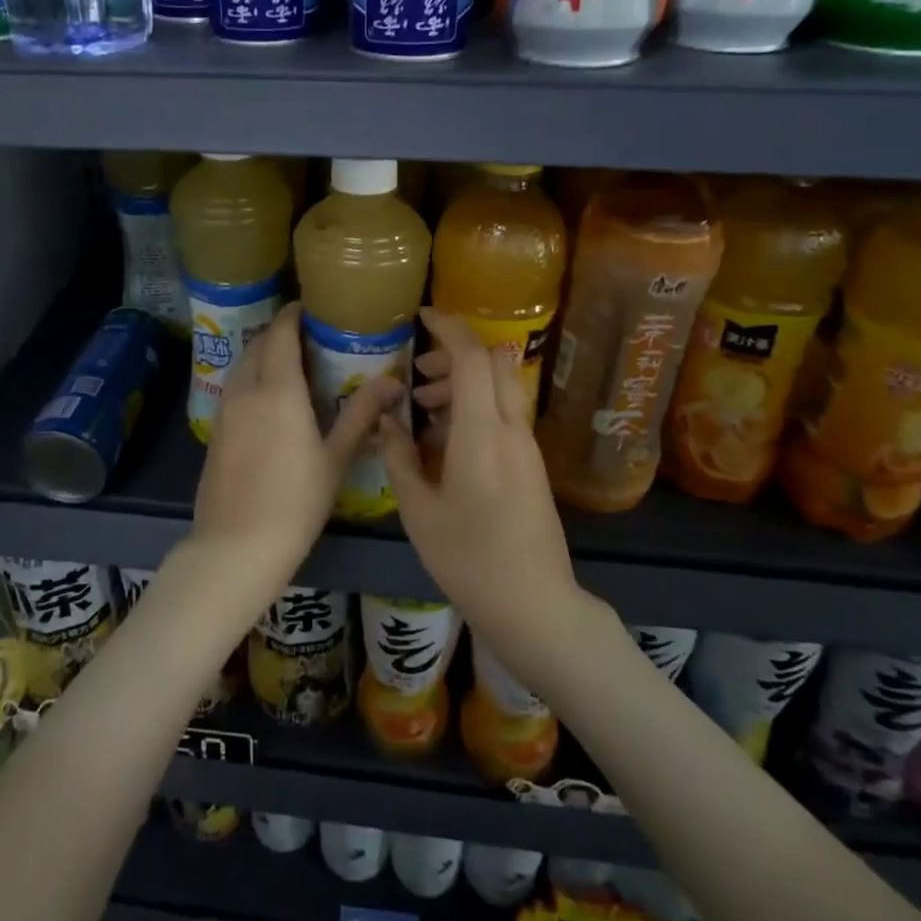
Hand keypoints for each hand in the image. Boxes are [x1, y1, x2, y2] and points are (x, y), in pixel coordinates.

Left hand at [191, 302, 401, 593]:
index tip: (308, 307)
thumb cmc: (296, 502)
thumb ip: (361, 415)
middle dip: (277, 333)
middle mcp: (246, 390)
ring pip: (241, 366)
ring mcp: (225, 411)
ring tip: (287, 363)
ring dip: (260, 354)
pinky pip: (233, 388)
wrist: (236, 546)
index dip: (292, 316)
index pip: (280, 335)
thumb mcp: (335, 458)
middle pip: (257, 345)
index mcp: (278, 390)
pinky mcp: (215, 432)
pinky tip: (266, 398)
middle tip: (305, 336)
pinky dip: (249, 378)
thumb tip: (393, 383)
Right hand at [378, 309, 583, 675]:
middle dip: (454, 354)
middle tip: (417, 371)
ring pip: (499, 389)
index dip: (449, 328)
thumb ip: (398, 456)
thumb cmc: (468, 558)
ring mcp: (526, 446)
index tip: (422, 316)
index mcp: (482, 433)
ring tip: (423, 408)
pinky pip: (502, 416)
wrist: (534, 604)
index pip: (473, 358)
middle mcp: (511, 429)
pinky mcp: (531, 464)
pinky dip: (474, 409)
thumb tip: (386, 420)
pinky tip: (443, 442)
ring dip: (463, 384)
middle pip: (493, 364)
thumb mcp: (418, 509)